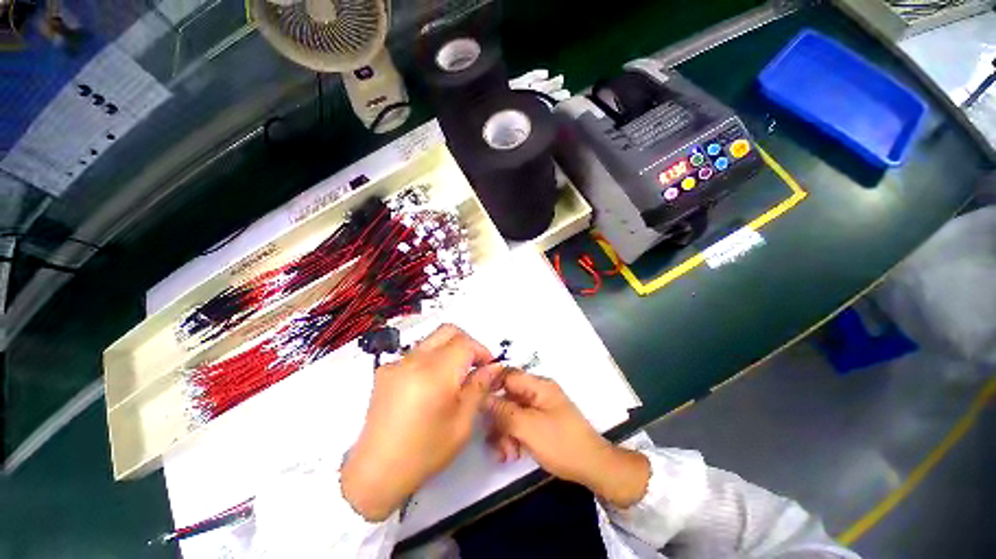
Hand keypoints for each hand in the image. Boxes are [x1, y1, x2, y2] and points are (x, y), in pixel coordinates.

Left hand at [341, 325, 503, 520]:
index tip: (489, 366)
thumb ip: (479, 387)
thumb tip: (494, 367)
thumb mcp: (462, 422)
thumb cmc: (425, 452)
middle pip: (447, 331)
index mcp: (435, 373)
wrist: (375, 472)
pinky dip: (430, 359)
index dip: (482, 350)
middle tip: (474, 364)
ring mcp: (397, 362)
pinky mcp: (385, 370)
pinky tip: (429, 385)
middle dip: (466, 342)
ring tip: (453, 376)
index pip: (465, 343)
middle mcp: (414, 359)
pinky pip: (416, 353)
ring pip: (432, 340)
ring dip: (448, 349)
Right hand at [485, 372, 649, 507]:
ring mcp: (540, 409)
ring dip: (504, 432)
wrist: (592, 466)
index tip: (475, 402)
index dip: (491, 385)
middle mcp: (538, 393)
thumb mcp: (529, 427)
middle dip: (497, 418)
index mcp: (538, 386)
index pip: (508, 375)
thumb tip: (483, 398)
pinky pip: (521, 424)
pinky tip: (511, 455)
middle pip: (508, 397)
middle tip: (491, 439)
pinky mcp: (541, 423)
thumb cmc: (561, 443)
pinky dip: (513, 437)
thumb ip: (504, 411)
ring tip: (504, 454)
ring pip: (512, 413)